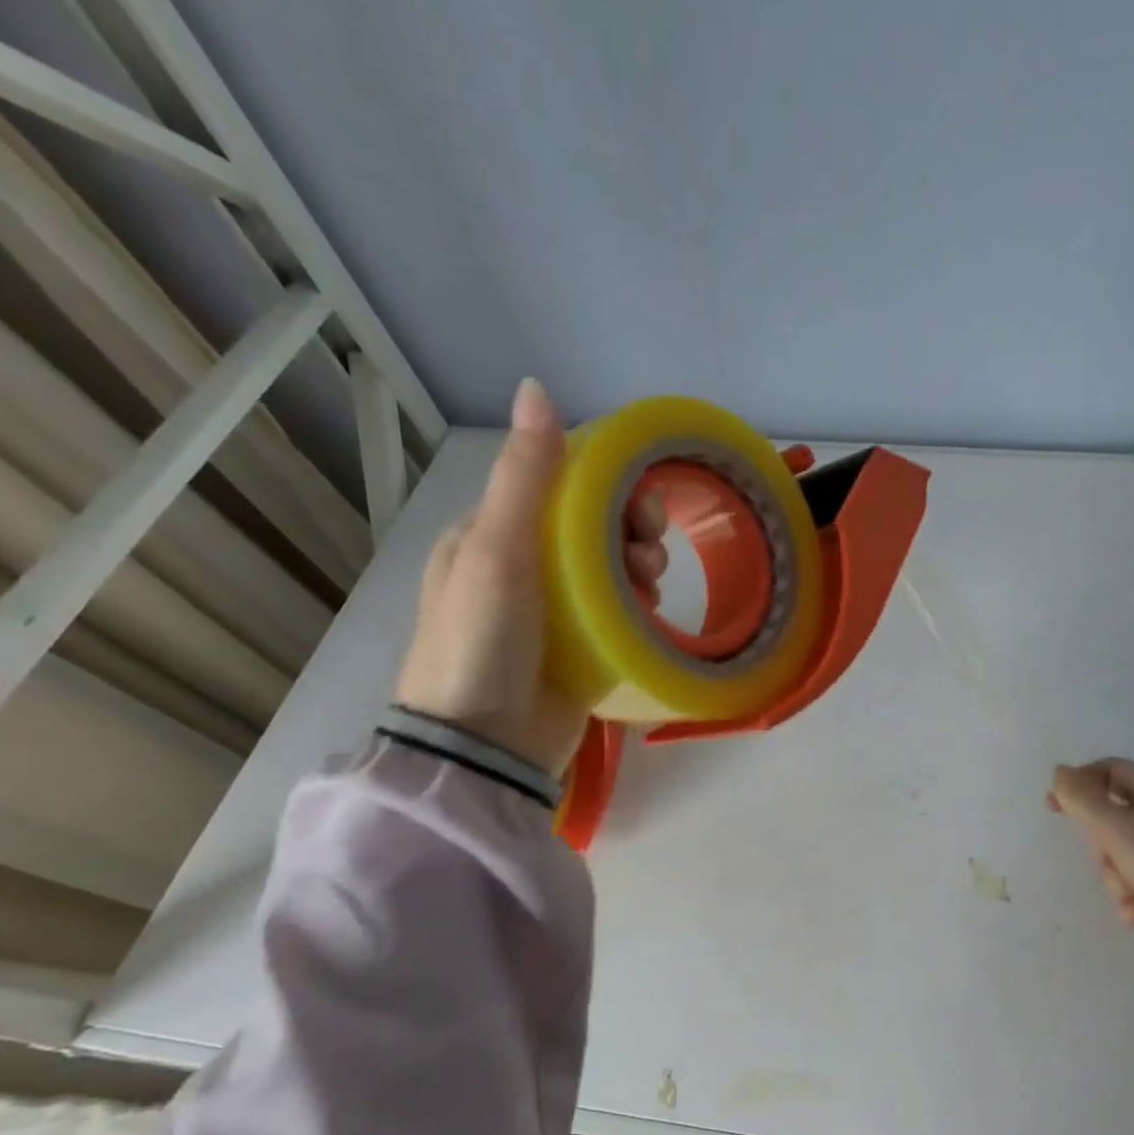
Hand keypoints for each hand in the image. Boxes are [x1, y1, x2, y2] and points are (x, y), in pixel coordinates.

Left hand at [395, 379, 667, 776]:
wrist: (485, 747)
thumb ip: (524, 476)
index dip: (608, 486)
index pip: (561, 487)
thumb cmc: (483, 640)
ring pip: (611, 568)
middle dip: (631, 530)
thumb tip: (536, 388)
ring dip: (639, 567)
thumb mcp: (497, 550)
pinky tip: (647, 612)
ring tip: (650, 588)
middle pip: (593, 526)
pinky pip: (618, 610)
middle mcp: (522, 565)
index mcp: (492, 533)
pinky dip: (638, 604)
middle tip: (649, 554)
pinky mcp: (577, 646)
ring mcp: (551, 609)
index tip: (640, 507)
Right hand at [1047, 758, 1133, 927]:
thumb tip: (1060, 773)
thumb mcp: (1115, 826)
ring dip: (1119, 877)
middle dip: (1103, 846)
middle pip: (1113, 821)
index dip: (1077, 784)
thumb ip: (1081, 799)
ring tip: (1133, 891)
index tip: (1053, 805)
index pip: (1108, 771)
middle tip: (1107, 857)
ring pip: (1125, 856)